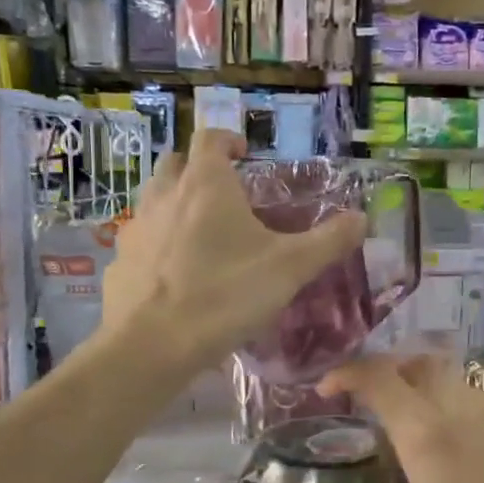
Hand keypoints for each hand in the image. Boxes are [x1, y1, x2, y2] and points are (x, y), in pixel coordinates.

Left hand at [102, 130, 365, 373]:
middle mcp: (165, 195)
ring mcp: (136, 228)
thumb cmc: (225, 294)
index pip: (210, 138)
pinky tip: (175, 274)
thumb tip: (363, 218)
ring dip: (175, 203)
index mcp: (206, 185)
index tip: (246, 154)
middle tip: (224, 192)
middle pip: (175, 163)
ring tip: (201, 233)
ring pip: (154, 199)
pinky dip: (158, 243)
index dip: (229, 140)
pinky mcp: (120, 262)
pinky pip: (141, 240)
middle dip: (198, 168)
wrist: (151, 344)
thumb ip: (328, 241)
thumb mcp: (289, 268)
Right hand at [254, 355, 483, 482]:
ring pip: (459, 378)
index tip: (325, 389)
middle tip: (366, 403)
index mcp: (430, 432)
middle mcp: (469, 409)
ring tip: (410, 429)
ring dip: (426, 386)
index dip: (347, 372)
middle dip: (387, 370)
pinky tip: (465, 453)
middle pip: (422, 362)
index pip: (379, 375)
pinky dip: (460, 405)